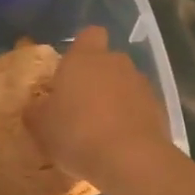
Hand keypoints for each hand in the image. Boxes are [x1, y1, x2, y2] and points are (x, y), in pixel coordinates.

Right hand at [26, 25, 175, 187]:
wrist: (131, 160)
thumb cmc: (77, 133)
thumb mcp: (41, 126)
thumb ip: (36, 111)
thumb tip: (35, 107)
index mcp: (84, 58)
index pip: (89, 35)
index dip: (81, 49)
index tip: (70, 70)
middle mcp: (116, 63)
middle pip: (107, 61)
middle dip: (96, 77)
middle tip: (80, 104)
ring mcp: (141, 84)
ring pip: (125, 84)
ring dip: (115, 99)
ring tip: (101, 128)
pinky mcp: (159, 108)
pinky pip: (139, 107)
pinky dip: (131, 119)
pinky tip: (120, 142)